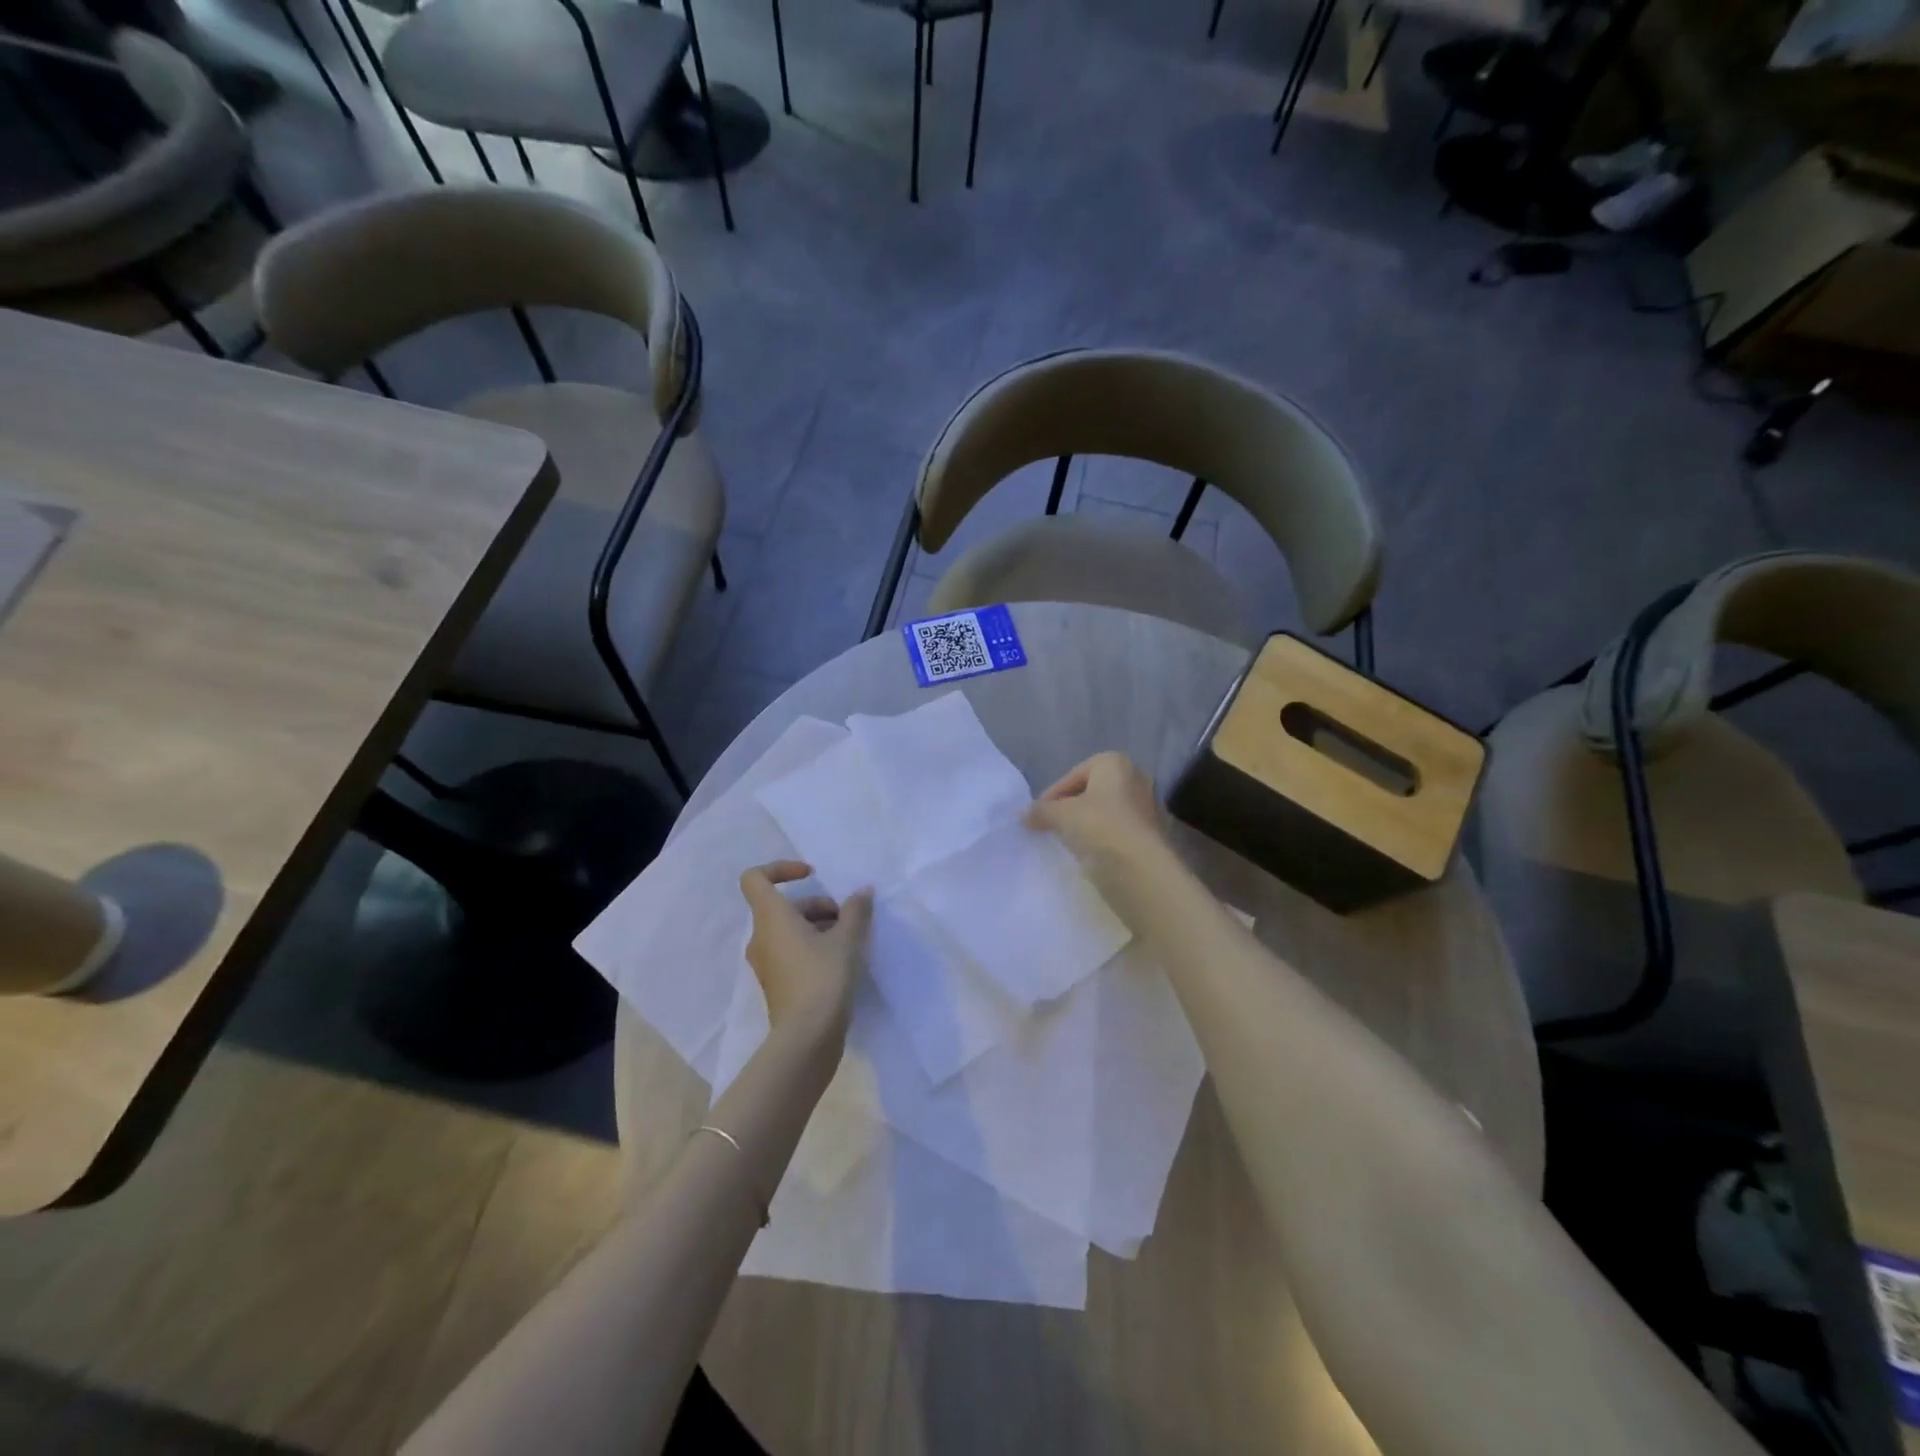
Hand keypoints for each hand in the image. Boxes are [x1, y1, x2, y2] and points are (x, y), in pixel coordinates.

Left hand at [739, 861, 873, 1032]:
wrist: (807, 1038)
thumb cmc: (823, 978)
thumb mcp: (847, 940)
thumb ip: (855, 911)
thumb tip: (863, 892)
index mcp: (771, 918)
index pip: (755, 878)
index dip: (781, 868)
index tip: (811, 875)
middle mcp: (761, 937)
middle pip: (784, 906)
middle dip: (818, 906)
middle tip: (848, 920)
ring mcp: (766, 963)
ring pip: (789, 930)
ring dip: (818, 927)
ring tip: (850, 942)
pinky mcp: (777, 984)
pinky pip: (791, 952)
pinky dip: (812, 948)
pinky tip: (841, 962)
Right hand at [1024, 752, 1167, 878]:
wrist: (1139, 869)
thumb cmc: (1099, 827)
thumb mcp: (1060, 815)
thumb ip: (1040, 811)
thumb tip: (1024, 815)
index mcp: (1115, 763)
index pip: (1073, 775)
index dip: (1052, 795)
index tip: (1037, 814)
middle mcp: (1135, 778)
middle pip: (1091, 791)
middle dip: (1070, 807)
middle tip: (1051, 825)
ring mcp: (1147, 807)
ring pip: (1105, 812)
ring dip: (1086, 824)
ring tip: (1066, 842)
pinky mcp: (1151, 834)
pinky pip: (1117, 832)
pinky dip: (1102, 839)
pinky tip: (1088, 854)